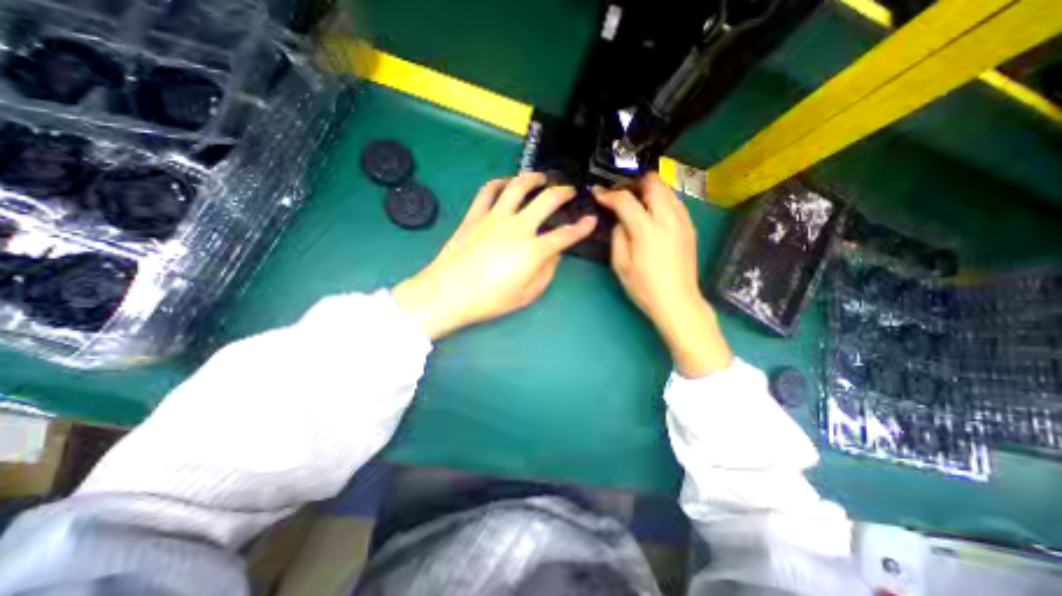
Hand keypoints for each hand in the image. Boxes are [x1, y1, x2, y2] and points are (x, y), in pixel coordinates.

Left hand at [396, 172, 595, 339]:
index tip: (591, 221)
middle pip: (546, 200)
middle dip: (563, 193)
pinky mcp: (475, 215)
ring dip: (533, 178)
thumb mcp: (526, 295)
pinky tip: (506, 183)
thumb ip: (546, 272)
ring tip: (541, 177)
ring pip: (518, 187)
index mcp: (533, 250)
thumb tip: (554, 255)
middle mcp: (517, 227)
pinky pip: (487, 191)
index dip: (582, 228)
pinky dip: (499, 182)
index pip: (565, 235)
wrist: (448, 294)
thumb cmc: (489, 300)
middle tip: (569, 191)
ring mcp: (494, 217)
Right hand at [593, 173, 736, 377]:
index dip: (609, 194)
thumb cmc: (644, 287)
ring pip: (667, 189)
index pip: (626, 200)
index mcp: (647, 231)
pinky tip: (653, 213)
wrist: (677, 301)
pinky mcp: (690, 227)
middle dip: (633, 183)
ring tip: (636, 200)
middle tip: (620, 194)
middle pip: (653, 183)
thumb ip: (618, 236)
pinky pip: (675, 202)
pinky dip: (661, 199)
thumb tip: (621, 221)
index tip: (598, 193)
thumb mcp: (620, 265)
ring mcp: (683, 222)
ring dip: (649, 189)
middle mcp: (668, 220)